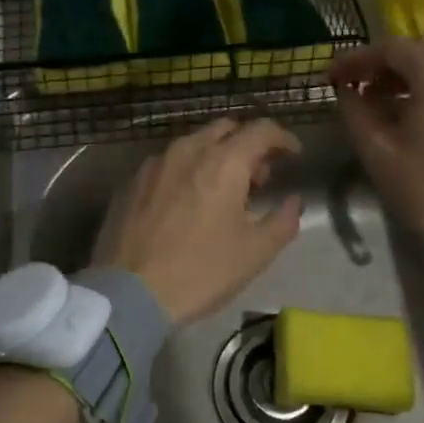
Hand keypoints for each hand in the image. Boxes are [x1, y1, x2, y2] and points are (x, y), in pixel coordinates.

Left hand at [92, 118, 302, 322]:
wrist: (129, 293)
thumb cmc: (200, 271)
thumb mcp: (255, 253)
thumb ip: (282, 220)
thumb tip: (293, 201)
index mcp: (223, 162)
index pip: (261, 130)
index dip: (283, 138)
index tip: (294, 155)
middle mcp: (188, 150)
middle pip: (226, 129)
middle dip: (248, 144)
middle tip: (259, 177)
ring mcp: (154, 163)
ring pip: (194, 143)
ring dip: (216, 156)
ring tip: (222, 192)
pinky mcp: (131, 181)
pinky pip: (168, 162)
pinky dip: (187, 170)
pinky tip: (187, 202)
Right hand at [331, 38, 423, 280]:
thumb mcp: (377, 150)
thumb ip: (355, 111)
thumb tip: (347, 91)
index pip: (391, 48)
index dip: (356, 59)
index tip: (331, 76)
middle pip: (418, 54)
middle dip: (381, 66)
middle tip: (352, 86)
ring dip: (405, 80)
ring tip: (376, 102)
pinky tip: (408, 115)